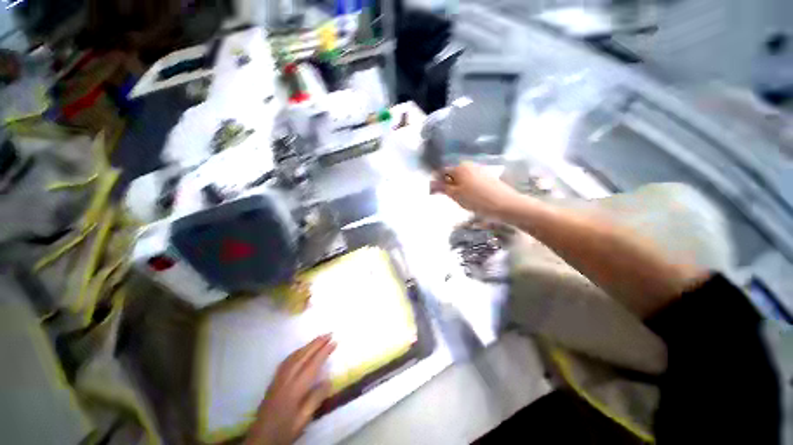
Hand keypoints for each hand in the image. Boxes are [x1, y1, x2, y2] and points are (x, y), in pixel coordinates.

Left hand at [245, 335, 335, 444]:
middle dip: (317, 343)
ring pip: (294, 356)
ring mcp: (278, 379)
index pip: (312, 365)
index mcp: (295, 389)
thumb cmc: (284, 431)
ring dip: (308, 345)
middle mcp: (286, 379)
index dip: (324, 352)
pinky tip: (301, 350)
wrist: (260, 439)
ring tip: (319, 338)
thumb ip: (315, 400)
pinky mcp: (273, 381)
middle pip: (303, 356)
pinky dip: (297, 351)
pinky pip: (287, 360)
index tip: (335, 342)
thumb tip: (329, 381)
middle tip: (329, 333)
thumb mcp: (303, 420)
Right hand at [430, 162, 520, 217]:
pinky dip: (468, 189)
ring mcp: (480, 171)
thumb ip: (442, 188)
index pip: (442, 172)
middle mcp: (469, 165)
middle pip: (453, 175)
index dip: (437, 183)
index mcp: (460, 167)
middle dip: (448, 185)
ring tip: (462, 201)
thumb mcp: (455, 195)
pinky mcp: (487, 178)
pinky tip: (472, 199)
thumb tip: (431, 183)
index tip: (436, 194)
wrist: (505, 204)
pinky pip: (472, 182)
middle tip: (450, 199)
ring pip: (463, 179)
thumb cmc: (476, 199)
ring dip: (458, 188)